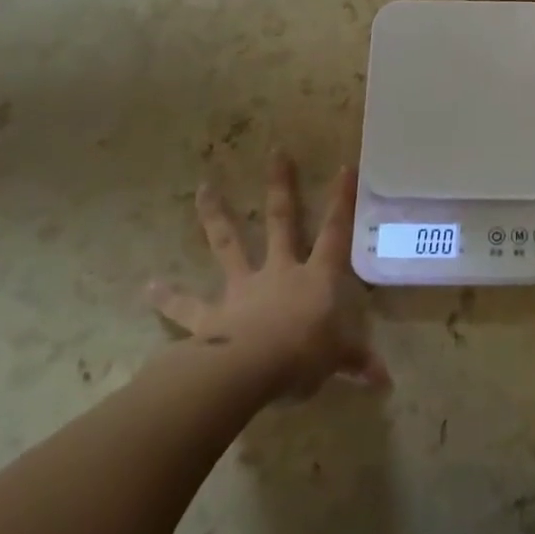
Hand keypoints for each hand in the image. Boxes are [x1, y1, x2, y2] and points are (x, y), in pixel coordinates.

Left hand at [146, 152, 389, 401]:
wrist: (249, 371)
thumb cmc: (303, 356)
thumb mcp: (338, 359)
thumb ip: (358, 362)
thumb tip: (386, 381)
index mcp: (315, 277)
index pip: (335, 233)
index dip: (342, 201)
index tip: (345, 166)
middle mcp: (279, 271)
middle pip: (282, 221)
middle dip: (281, 186)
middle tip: (275, 151)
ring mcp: (242, 289)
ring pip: (229, 244)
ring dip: (216, 216)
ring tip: (203, 188)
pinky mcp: (210, 316)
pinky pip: (186, 307)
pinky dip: (168, 297)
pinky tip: (148, 287)